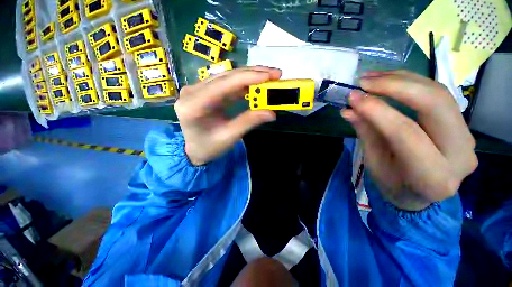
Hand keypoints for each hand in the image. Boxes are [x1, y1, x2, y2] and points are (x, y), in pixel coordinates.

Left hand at [175, 67, 281, 165]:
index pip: (224, 84)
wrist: (193, 150)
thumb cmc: (208, 147)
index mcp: (194, 104)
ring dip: (250, 77)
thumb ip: (248, 122)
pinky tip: (256, 84)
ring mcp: (198, 89)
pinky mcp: (206, 91)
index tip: (270, 76)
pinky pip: (227, 84)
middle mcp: (193, 91)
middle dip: (253, 74)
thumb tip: (271, 113)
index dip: (248, 78)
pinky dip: (243, 84)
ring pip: (228, 77)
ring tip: (269, 78)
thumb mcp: (229, 137)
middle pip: (226, 76)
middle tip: (275, 74)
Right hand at [341, 70, 477, 210]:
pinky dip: (412, 82)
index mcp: (432, 177)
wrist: (420, 194)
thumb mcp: (374, 162)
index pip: (405, 133)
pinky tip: (390, 79)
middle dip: (396, 86)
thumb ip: (366, 133)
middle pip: (434, 104)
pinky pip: (440, 95)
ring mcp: (467, 137)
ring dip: (403, 79)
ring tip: (372, 76)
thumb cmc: (392, 183)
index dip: (377, 110)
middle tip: (364, 81)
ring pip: (440, 93)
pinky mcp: (463, 126)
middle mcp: (460, 155)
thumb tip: (349, 109)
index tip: (352, 97)